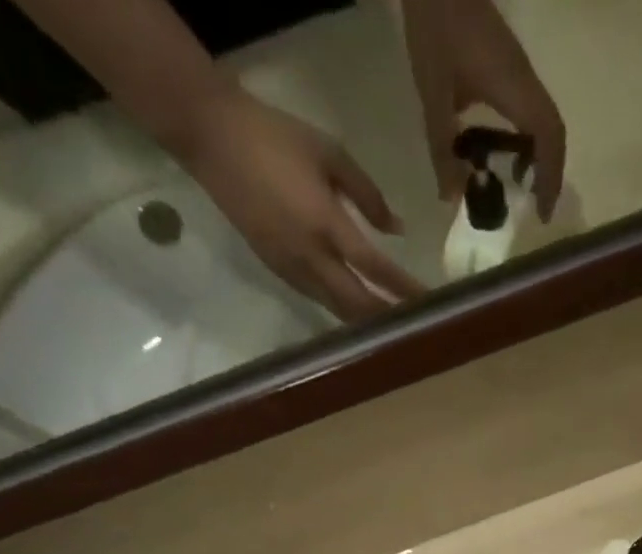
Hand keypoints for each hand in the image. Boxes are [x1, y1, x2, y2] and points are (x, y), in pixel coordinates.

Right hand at [182, 86, 425, 321]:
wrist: (212, 137)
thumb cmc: (276, 137)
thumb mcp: (330, 153)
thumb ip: (368, 194)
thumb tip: (397, 228)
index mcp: (325, 223)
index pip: (374, 267)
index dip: (403, 288)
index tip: (429, 301)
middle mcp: (310, 256)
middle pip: (358, 303)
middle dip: (388, 317)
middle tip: (417, 327)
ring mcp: (291, 269)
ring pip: (337, 310)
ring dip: (367, 322)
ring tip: (394, 328)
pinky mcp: (277, 272)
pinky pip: (318, 300)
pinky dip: (343, 311)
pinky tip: (359, 313)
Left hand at [402, 0, 566, 219]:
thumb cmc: (437, 28)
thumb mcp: (434, 94)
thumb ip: (442, 147)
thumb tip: (452, 198)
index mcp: (515, 89)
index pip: (549, 138)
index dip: (550, 178)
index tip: (542, 212)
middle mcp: (526, 81)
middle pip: (554, 132)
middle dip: (550, 173)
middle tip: (536, 206)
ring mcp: (520, 71)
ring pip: (544, 121)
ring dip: (539, 156)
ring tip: (522, 187)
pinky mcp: (510, 66)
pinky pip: (530, 110)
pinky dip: (527, 139)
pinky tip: (506, 154)